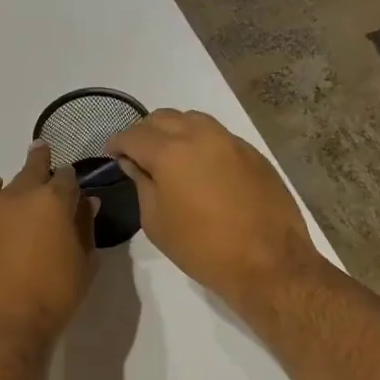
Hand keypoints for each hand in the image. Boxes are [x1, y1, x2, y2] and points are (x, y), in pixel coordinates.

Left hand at [0, 143, 95, 359]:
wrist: (7, 325)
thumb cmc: (55, 297)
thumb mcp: (84, 263)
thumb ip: (85, 227)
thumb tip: (87, 202)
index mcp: (54, 201)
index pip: (67, 178)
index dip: (71, 180)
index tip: (72, 185)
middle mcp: (20, 195)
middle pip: (34, 170)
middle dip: (42, 162)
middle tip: (43, 152)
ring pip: (7, 185)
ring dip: (17, 183)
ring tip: (22, 183)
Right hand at [106, 109, 319, 307]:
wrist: (267, 261)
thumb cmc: (201, 247)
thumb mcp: (156, 221)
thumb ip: (142, 184)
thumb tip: (135, 164)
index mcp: (171, 152)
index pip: (134, 135)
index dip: (118, 143)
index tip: (111, 154)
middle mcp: (201, 135)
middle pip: (163, 118)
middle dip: (144, 132)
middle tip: (136, 154)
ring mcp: (231, 141)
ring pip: (193, 120)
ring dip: (173, 131)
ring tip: (167, 156)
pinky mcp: (252, 153)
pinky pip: (217, 135)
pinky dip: (199, 141)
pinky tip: (198, 166)